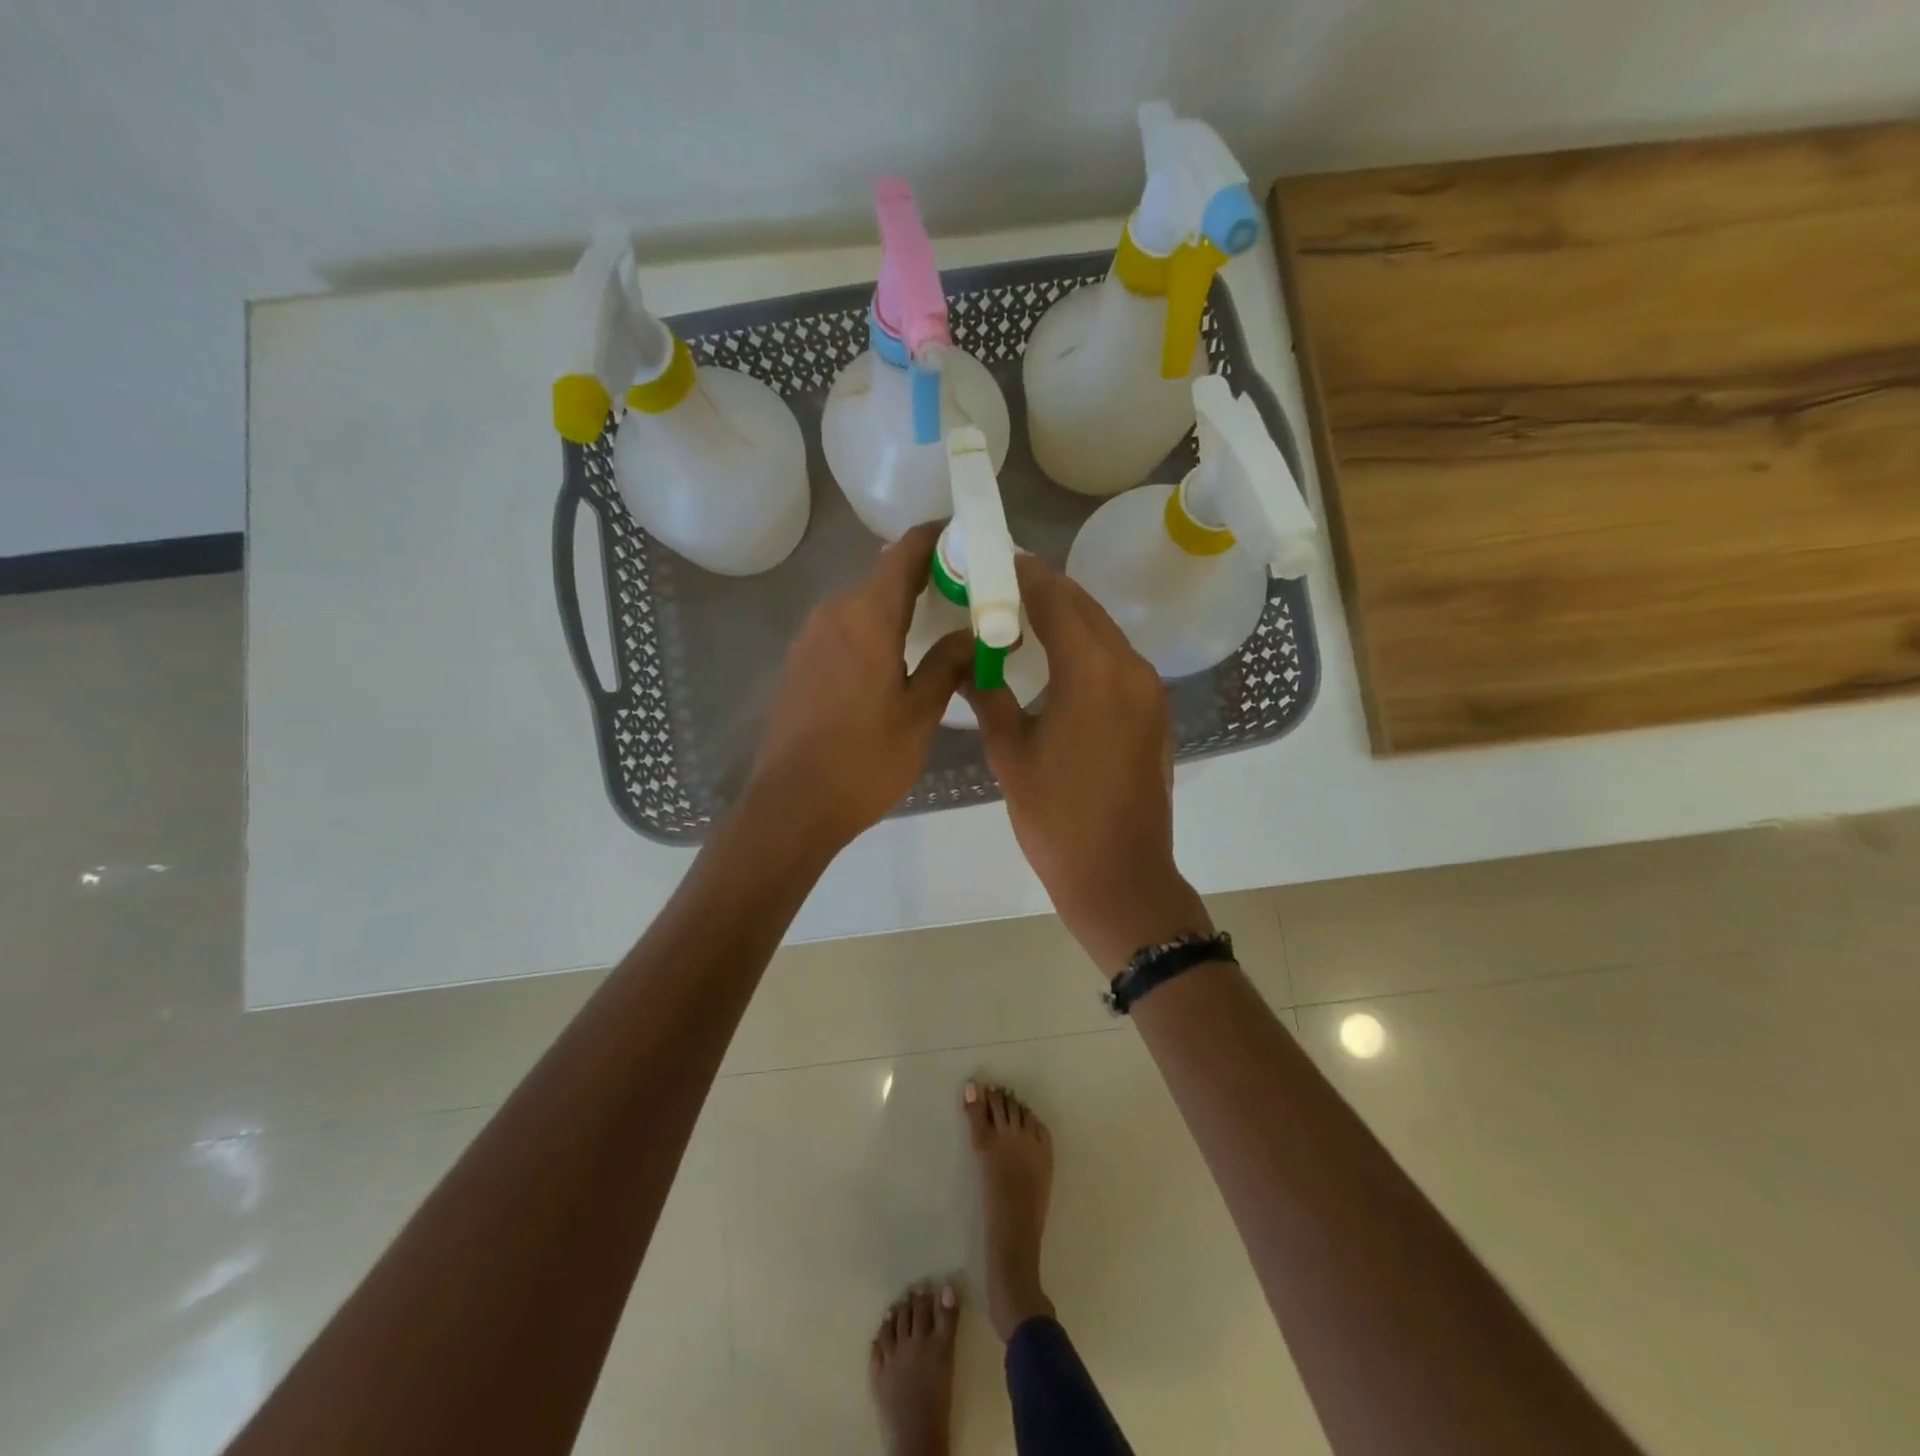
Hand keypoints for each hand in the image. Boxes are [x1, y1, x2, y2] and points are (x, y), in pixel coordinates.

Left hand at [746, 523, 971, 852]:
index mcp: (866, 614)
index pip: (905, 552)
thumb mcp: (920, 712)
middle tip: (969, 593)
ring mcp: (810, 636)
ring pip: (863, 602)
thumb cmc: (864, 759)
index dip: (939, 539)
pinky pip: (845, 627)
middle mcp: (833, 611)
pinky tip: (898, 654)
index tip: (972, 541)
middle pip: (883, 575)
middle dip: (926, 575)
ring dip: (899, 604)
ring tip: (939, 623)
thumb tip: (972, 633)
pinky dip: (875, 627)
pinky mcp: (800, 661)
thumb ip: (949, 663)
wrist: (793, 804)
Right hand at [964, 556, 1211, 970]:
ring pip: (1103, 632)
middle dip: (1042, 590)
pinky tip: (1054, 659)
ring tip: (1017, 617)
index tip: (989, 562)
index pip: (1055, 600)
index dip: (1021, 576)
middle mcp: (1130, 668)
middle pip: (1084, 608)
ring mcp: (1148, 690)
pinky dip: (1085, 647)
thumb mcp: (1010, 754)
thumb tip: (966, 661)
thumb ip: (989, 695)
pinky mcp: (1153, 712)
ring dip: (1064, 617)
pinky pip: (1116, 661)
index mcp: (1094, 673)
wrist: (1121, 877)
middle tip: (996, 586)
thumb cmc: (1057, 819)